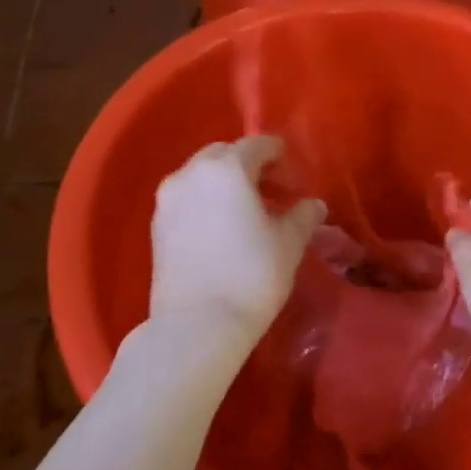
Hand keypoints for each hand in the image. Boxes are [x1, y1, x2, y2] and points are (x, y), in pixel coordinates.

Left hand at [150, 136, 325, 337]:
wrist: (197, 325)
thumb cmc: (251, 276)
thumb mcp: (288, 244)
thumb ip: (303, 216)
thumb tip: (313, 205)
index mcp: (226, 169)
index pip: (256, 145)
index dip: (279, 154)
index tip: (293, 172)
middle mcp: (191, 173)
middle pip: (224, 155)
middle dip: (249, 165)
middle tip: (273, 190)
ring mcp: (168, 200)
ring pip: (201, 176)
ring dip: (225, 184)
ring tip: (248, 211)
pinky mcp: (157, 226)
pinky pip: (187, 199)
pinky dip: (206, 202)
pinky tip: (223, 228)